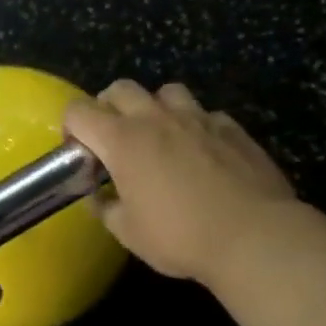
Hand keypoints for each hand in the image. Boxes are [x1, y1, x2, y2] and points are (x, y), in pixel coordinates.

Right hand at [63, 80, 298, 283]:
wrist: (253, 236)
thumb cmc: (180, 237)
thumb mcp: (128, 232)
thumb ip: (106, 207)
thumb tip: (99, 196)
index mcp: (122, 141)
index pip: (79, 111)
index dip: (71, 127)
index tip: (79, 151)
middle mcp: (156, 119)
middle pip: (120, 88)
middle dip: (108, 107)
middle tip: (113, 139)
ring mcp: (197, 118)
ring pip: (166, 91)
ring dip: (154, 107)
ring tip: (159, 136)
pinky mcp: (231, 127)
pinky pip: (204, 113)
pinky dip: (194, 125)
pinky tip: (200, 151)